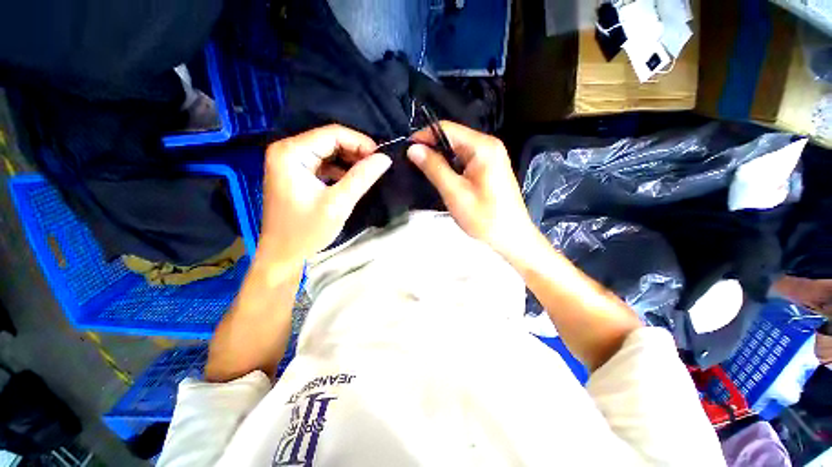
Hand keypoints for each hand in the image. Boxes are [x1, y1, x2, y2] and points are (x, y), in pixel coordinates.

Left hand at [260, 125, 390, 268]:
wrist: (282, 255)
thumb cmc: (306, 231)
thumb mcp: (338, 204)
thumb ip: (362, 178)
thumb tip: (385, 159)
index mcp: (291, 152)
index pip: (333, 134)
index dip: (361, 143)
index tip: (381, 158)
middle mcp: (288, 150)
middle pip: (330, 141)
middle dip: (356, 152)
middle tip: (377, 167)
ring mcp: (290, 162)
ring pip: (329, 152)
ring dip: (351, 161)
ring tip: (369, 173)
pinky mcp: (296, 173)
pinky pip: (324, 164)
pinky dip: (341, 170)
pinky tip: (354, 180)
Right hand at [406, 121, 536, 259]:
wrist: (512, 237)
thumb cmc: (484, 217)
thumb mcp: (455, 192)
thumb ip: (434, 168)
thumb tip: (413, 149)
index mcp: (482, 147)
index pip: (447, 129)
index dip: (424, 136)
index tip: (406, 150)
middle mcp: (488, 145)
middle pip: (453, 137)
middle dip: (431, 148)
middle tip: (413, 164)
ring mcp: (491, 157)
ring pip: (458, 150)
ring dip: (440, 158)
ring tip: (423, 171)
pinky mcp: (490, 168)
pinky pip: (465, 160)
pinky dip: (451, 166)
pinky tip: (442, 178)